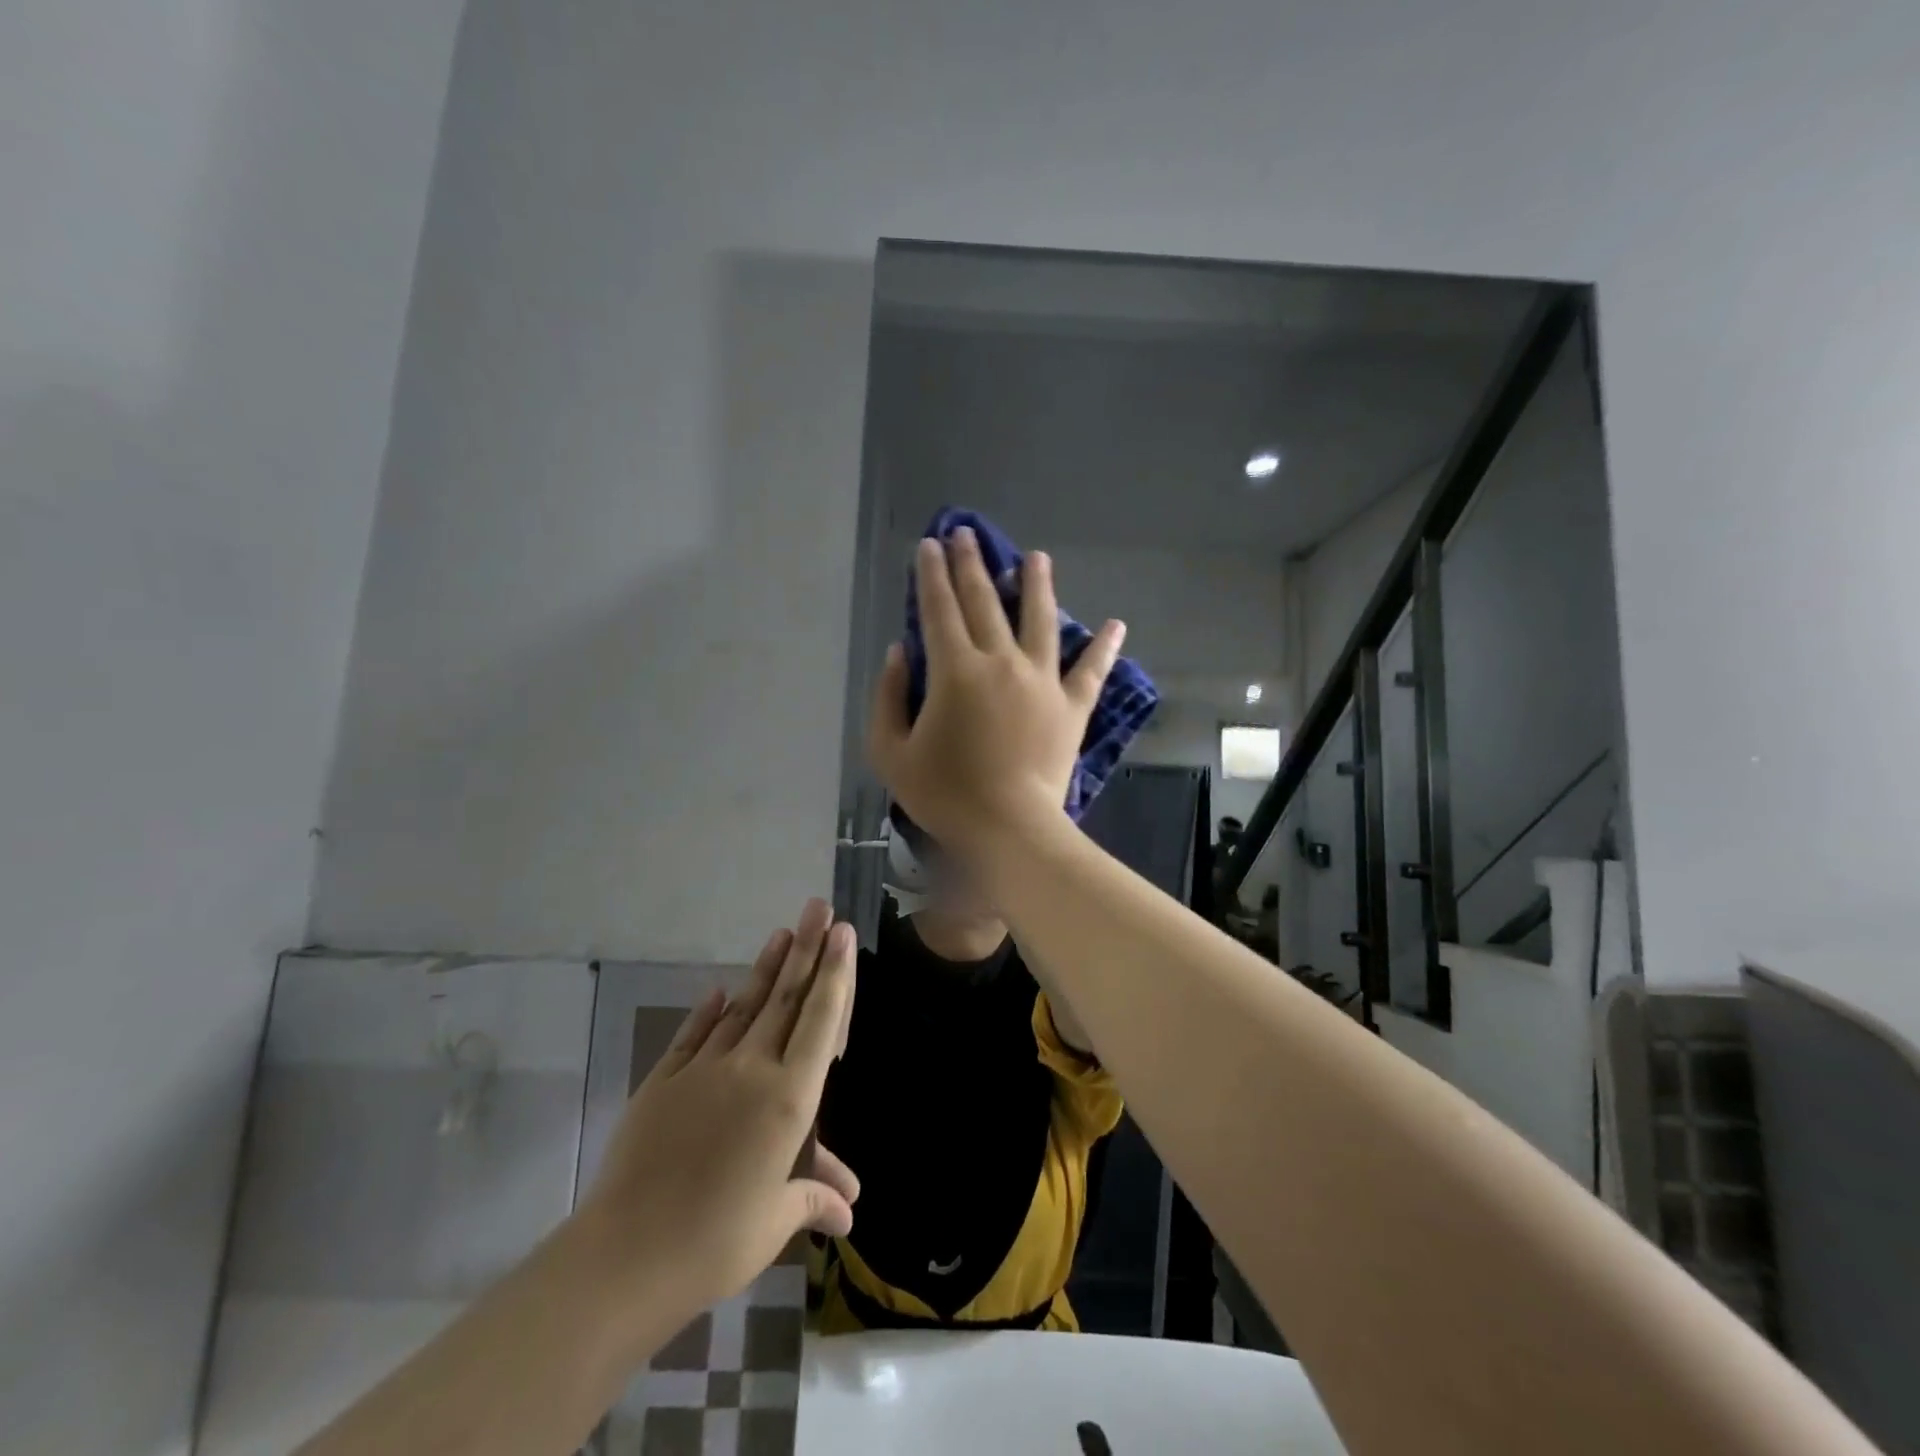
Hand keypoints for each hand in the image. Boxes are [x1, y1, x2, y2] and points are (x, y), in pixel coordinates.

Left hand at [575, 899, 859, 1318]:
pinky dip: (709, 1010)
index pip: (820, 1021)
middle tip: (819, 907)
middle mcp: (751, 1069)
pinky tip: (720, 989)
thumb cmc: (716, 1241)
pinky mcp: (664, 1080)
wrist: (626, 1254)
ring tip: (782, 932)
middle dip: (806, 949)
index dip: (834, 974)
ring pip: (744, 1006)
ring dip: (766, 968)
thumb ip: (811, 1199)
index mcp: (788, 1098)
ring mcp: (704, 1069)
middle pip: (785, 999)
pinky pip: (694, 1035)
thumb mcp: (774, 1222)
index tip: (842, 932)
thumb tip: (848, 1212)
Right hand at [868, 528, 1124, 854]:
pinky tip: (1117, 624)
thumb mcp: (891, 751)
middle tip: (967, 535)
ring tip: (1036, 558)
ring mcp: (1042, 681)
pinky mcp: (1072, 706)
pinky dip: (1104, 647)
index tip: (930, 545)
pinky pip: (1092, 670)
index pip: (939, 609)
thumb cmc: (943, 794)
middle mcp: (1001, 662)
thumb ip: (887, 696)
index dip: (931, 574)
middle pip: (985, 601)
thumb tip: (898, 652)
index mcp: (955, 670)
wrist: (1008, 828)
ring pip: (1041, 621)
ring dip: (1037, 585)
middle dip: (972, 564)